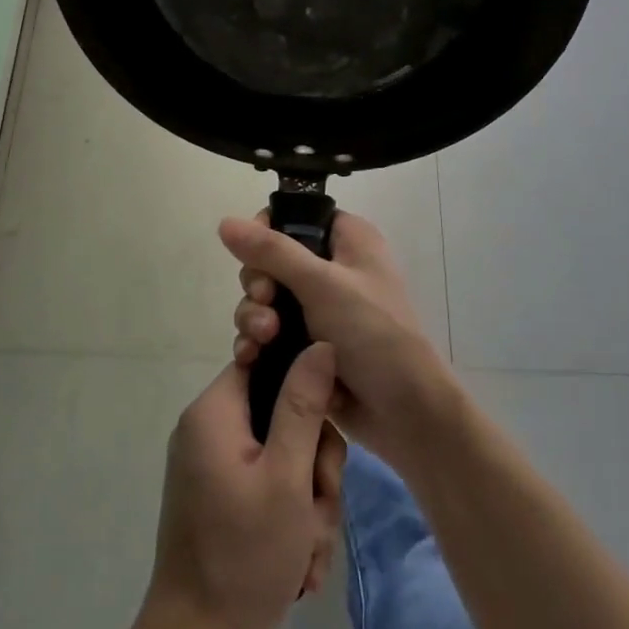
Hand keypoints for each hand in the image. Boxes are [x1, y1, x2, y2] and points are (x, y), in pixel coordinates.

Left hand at [141, 347, 346, 628]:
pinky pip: (269, 485)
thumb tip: (320, 344)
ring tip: (308, 548)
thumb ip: (304, 405)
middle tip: (317, 507)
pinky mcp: (221, 496)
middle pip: (282, 415)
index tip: (326, 429)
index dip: (305, 387)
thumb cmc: (245, 555)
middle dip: (313, 465)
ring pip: (284, 456)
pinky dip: (291, 517)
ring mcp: (213, 466)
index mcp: (214, 412)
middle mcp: (209, 430)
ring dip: (308, 501)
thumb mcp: (287, 476)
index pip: (266, 363)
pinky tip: (300, 561)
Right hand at [220, 210, 457, 474]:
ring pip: (266, 300)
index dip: (267, 233)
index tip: (257, 257)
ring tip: (262, 339)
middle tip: (265, 302)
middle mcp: (333, 268)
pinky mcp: (308, 344)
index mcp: (348, 240)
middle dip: (259, 285)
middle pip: (271, 261)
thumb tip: (225, 221)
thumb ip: (271, 251)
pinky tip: (250, 357)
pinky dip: (257, 342)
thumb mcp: (321, 284)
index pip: (295, 217)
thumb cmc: (372, 333)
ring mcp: (320, 309)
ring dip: (255, 317)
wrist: (404, 411)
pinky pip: (270, 333)